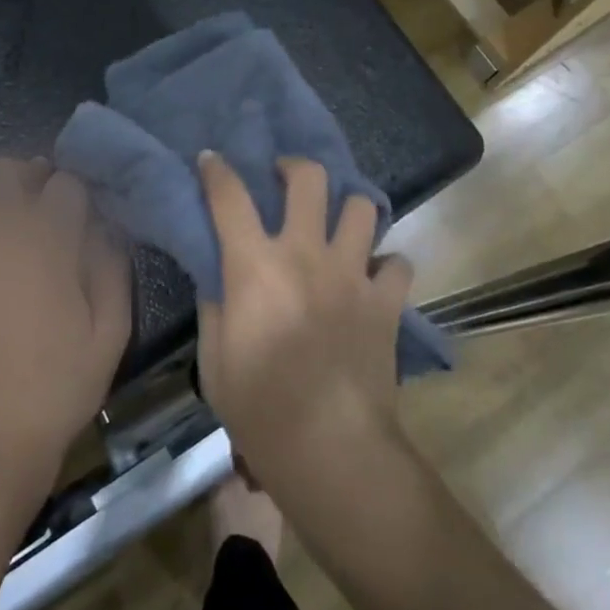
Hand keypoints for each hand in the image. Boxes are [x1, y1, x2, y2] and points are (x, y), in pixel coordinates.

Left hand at [0, 158, 129, 496]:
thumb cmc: (60, 387)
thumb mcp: (112, 331)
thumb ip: (111, 266)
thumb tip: (102, 225)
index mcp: (47, 245)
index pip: (64, 184)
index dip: (75, 194)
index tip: (78, 213)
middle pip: (3, 171)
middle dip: (25, 178)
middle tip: (35, 206)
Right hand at [195, 153, 413, 489]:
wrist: (330, 448)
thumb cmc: (260, 410)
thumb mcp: (214, 360)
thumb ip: (214, 305)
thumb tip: (218, 273)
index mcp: (256, 266)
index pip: (230, 198)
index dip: (217, 171)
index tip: (212, 160)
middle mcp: (306, 253)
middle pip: (308, 178)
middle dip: (294, 167)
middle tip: (285, 179)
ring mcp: (352, 272)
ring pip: (361, 207)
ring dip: (347, 209)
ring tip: (337, 225)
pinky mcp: (386, 299)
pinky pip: (397, 262)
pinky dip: (385, 265)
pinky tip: (372, 278)